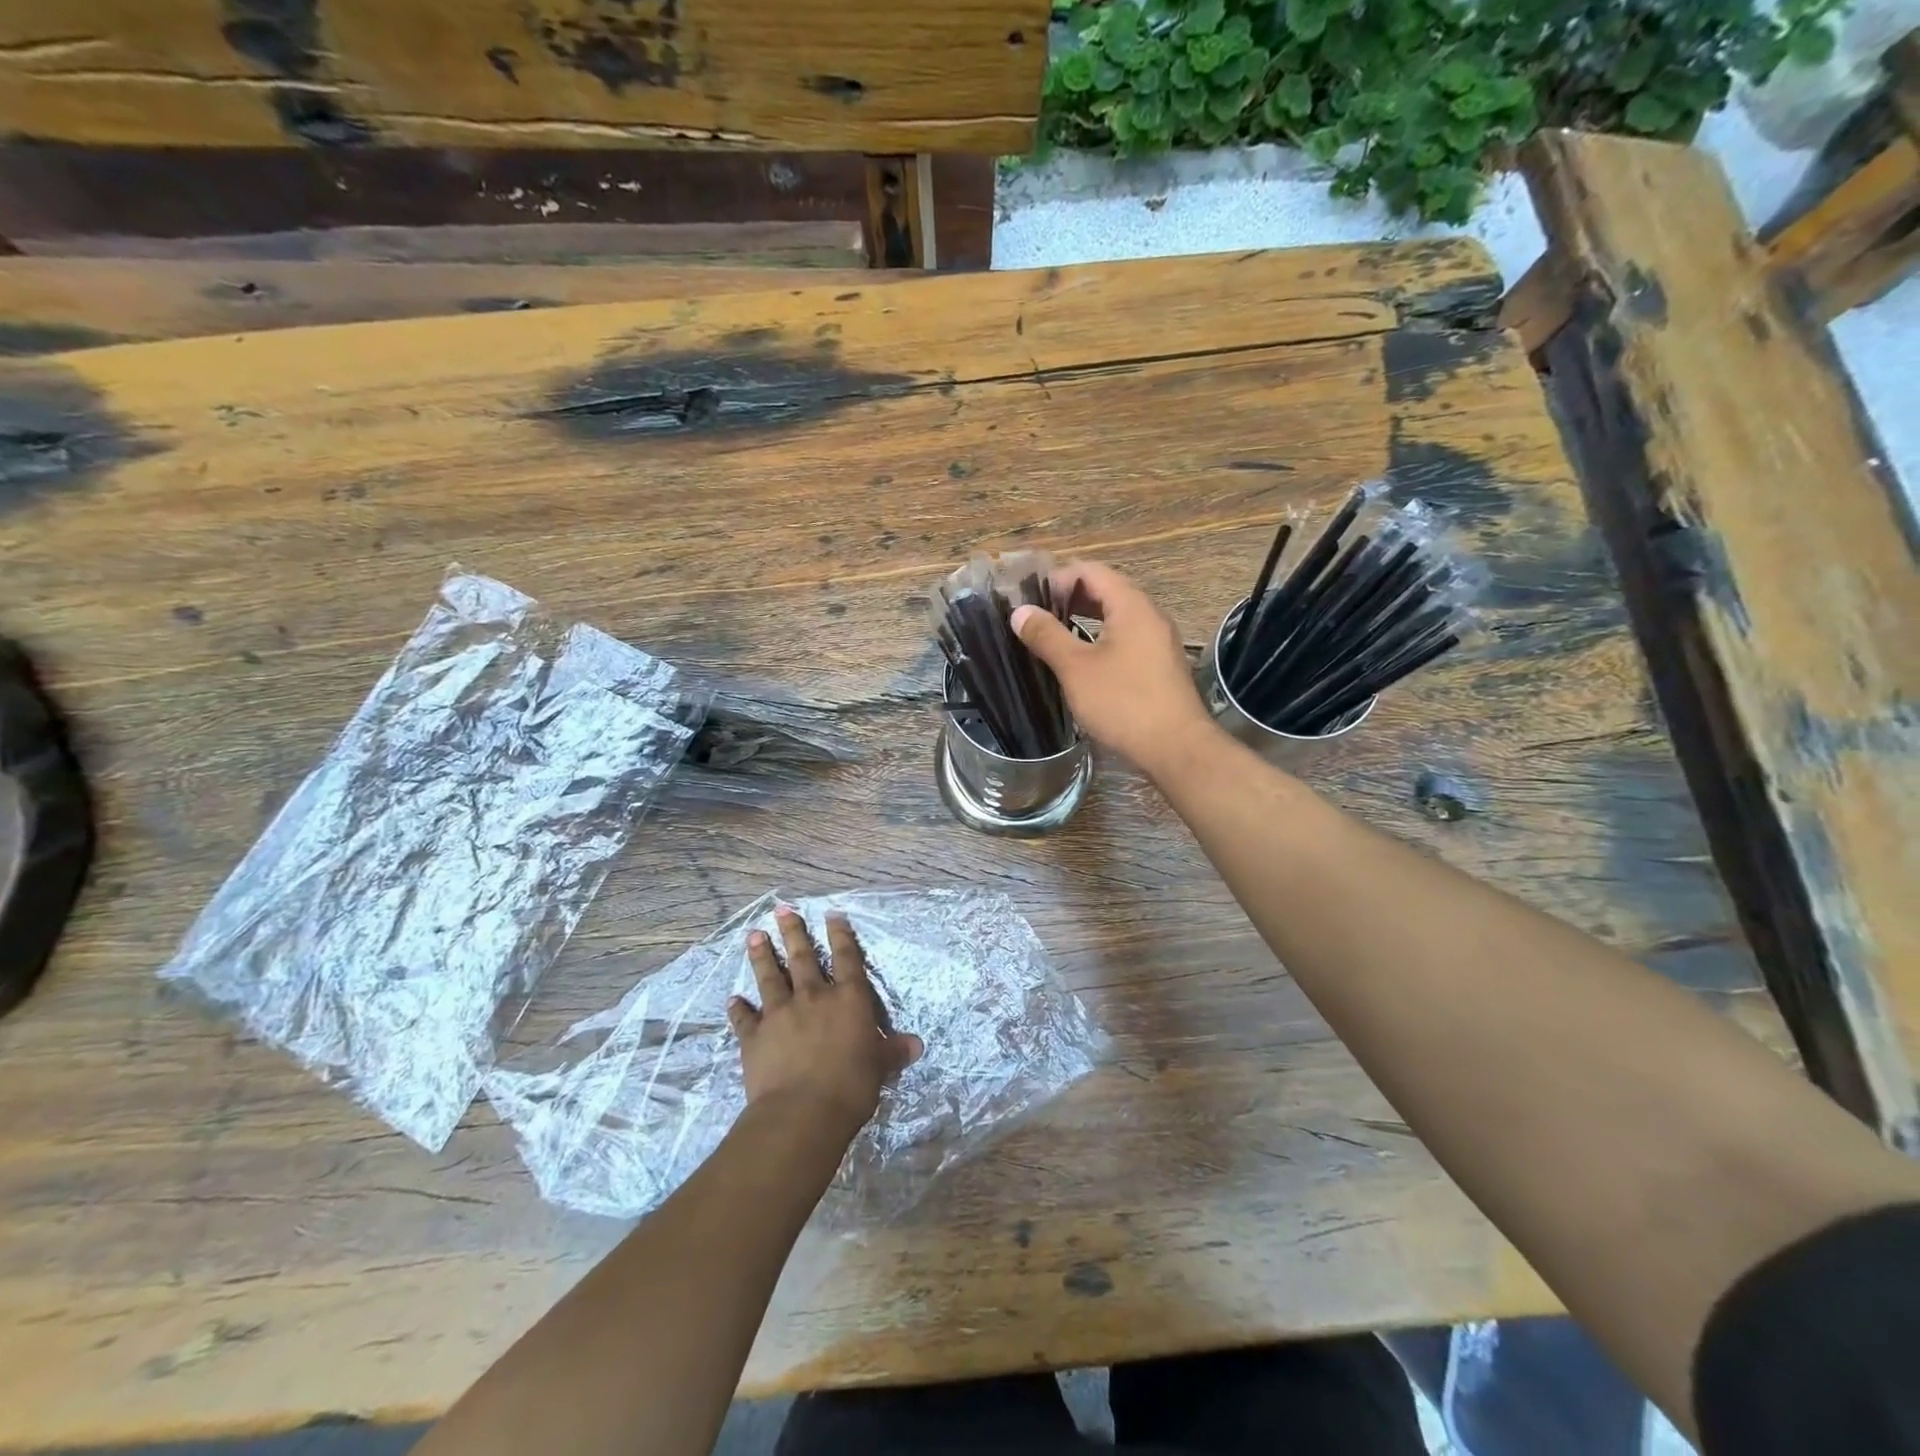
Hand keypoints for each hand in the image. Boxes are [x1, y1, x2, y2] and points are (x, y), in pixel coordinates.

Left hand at [728, 908, 923, 1140]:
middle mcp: (813, 997)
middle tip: (782, 909)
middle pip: (802, 957)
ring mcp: (780, 1014)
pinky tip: (732, 999)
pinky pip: (745, 1018)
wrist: (802, 1113)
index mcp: (848, 999)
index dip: (841, 934)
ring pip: (770, 977)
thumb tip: (917, 1045)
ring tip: (754, 935)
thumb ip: (893, 1051)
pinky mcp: (754, 1036)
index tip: (832, 914)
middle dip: (793, 931)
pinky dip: (738, 1008)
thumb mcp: (880, 1067)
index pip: (846, 958)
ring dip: (762, 955)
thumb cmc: (851, 1086)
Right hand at [1011, 560, 1218, 778]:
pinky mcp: (1160, 665)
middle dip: (1069, 598)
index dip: (1057, 579)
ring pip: (1116, 616)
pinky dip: (1100, 639)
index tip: (1029, 600)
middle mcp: (1149, 615)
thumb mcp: (1076, 668)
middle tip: (1036, 617)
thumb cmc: (1123, 702)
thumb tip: (1020, 612)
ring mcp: (1158, 641)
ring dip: (1084, 620)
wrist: (1176, 748)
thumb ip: (1046, 635)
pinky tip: (1082, 661)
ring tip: (1053, 637)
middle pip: (1105, 590)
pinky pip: (1126, 638)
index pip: (1090, 571)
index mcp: (1131, 605)